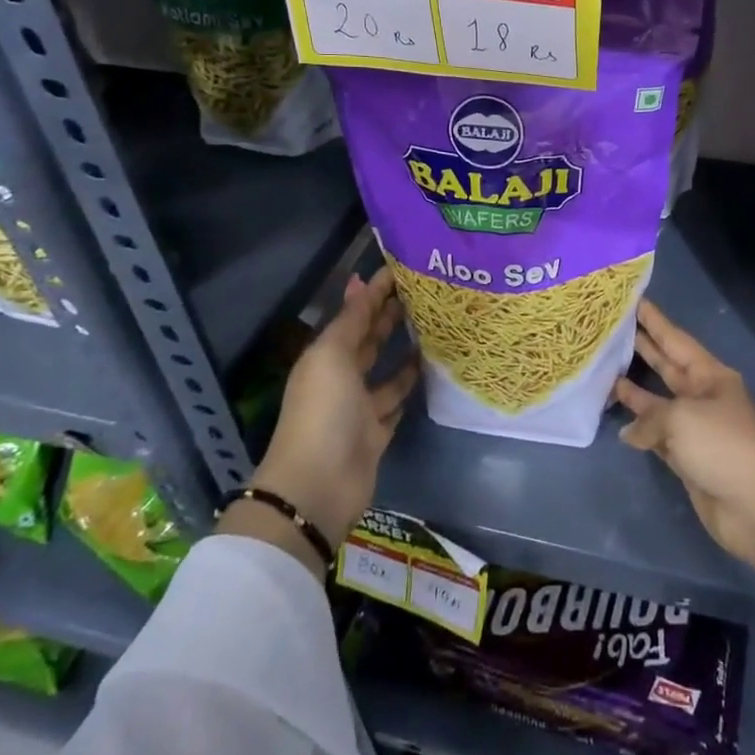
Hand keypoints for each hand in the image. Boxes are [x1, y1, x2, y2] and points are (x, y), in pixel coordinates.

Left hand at [248, 267, 417, 550]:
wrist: (318, 485)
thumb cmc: (323, 411)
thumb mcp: (332, 356)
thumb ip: (351, 320)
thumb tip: (359, 281)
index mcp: (326, 356)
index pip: (355, 315)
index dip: (375, 292)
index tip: (404, 269)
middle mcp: (342, 377)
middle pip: (369, 340)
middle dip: (391, 316)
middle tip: (426, 292)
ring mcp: (360, 406)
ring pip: (386, 370)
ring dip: (404, 350)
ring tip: (435, 327)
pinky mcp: (377, 432)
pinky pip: (396, 401)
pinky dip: (409, 386)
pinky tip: (431, 369)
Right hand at [611, 299, 754, 565]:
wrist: (754, 506)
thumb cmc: (721, 445)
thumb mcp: (681, 418)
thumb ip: (649, 416)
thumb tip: (631, 432)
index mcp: (710, 375)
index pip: (675, 340)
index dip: (654, 321)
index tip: (633, 300)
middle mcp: (702, 396)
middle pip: (667, 366)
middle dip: (643, 348)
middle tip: (613, 329)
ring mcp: (695, 428)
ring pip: (659, 401)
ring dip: (635, 390)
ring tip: (606, 371)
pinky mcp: (687, 458)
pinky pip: (658, 435)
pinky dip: (641, 429)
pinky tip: (620, 425)